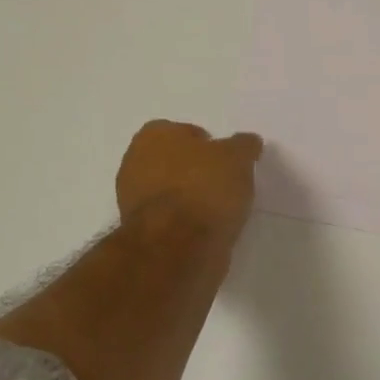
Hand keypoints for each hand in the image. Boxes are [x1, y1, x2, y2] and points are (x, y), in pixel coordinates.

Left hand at [116, 120, 263, 241]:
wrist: (176, 246)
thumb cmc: (204, 189)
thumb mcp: (237, 158)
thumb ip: (243, 146)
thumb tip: (247, 142)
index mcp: (154, 135)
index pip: (186, 132)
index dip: (209, 147)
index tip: (227, 163)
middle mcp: (135, 161)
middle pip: (174, 163)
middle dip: (195, 172)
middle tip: (224, 186)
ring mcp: (131, 198)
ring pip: (170, 192)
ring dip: (189, 199)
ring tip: (218, 212)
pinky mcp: (138, 230)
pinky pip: (168, 219)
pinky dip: (183, 222)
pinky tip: (204, 230)